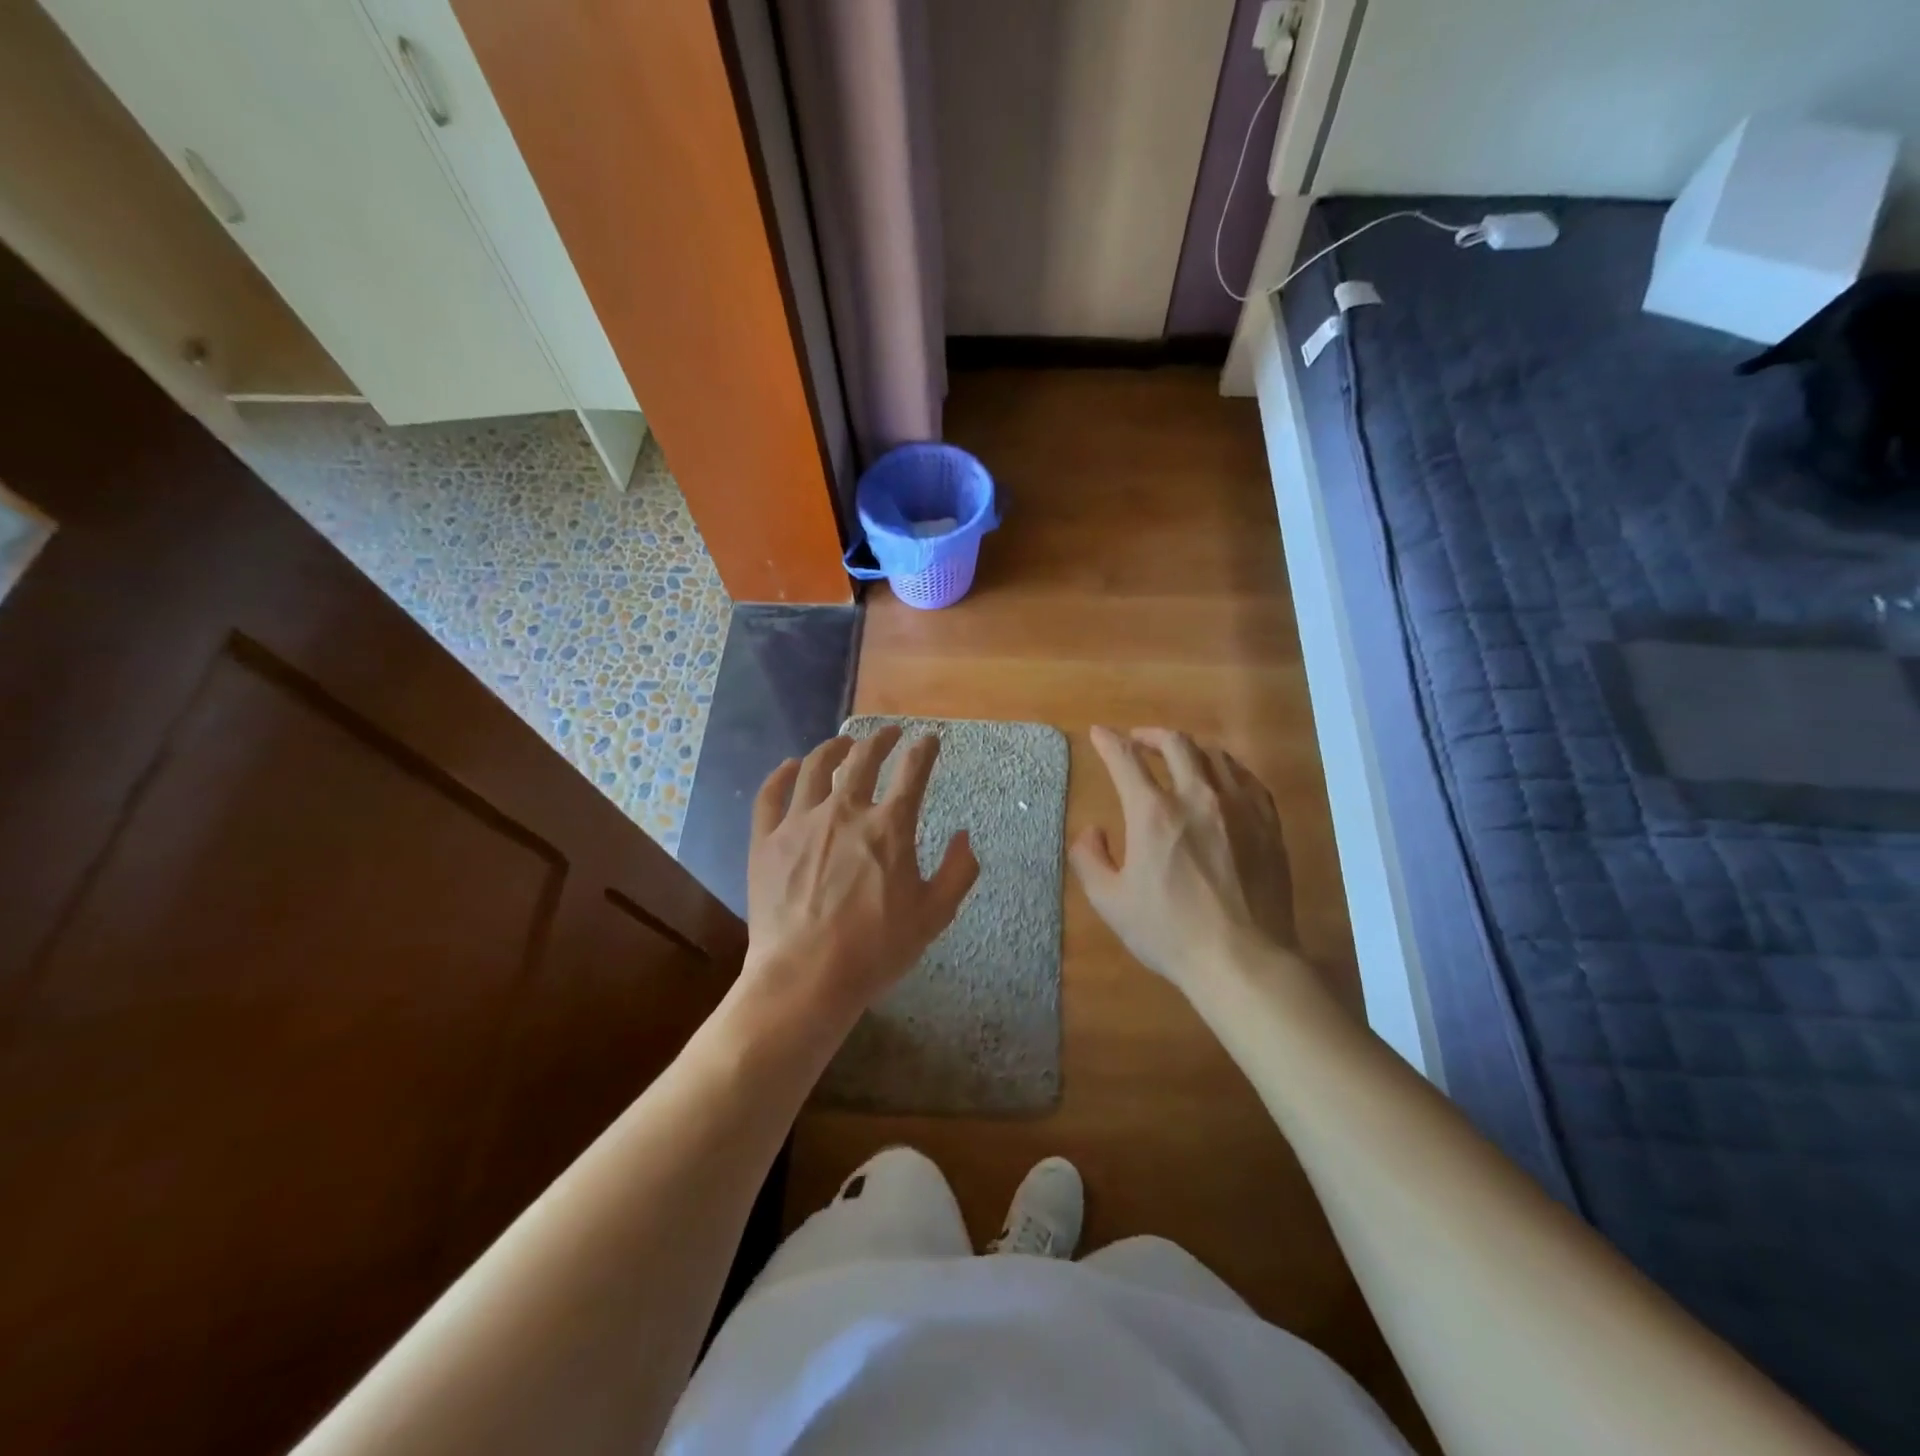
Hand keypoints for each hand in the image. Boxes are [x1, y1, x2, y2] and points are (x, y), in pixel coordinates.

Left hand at [743, 727, 978, 1033]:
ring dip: (834, 747)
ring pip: (816, 767)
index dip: (924, 750)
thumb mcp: (934, 916)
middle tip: (890, 733)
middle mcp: (845, 812)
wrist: (805, 978)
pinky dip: (782, 774)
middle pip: (864, 759)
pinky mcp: (766, 841)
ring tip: (844, 742)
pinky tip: (791, 766)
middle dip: (881, 739)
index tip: (929, 740)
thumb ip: (957, 872)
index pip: (913, 772)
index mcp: (889, 828)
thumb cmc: (875, 950)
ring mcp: (800, 823)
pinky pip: (771, 795)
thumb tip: (964, 836)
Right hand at [1070, 726, 1296, 997]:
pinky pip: (1247, 778)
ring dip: (1189, 748)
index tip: (1099, 734)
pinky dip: (1226, 768)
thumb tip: (1092, 831)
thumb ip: (1089, 859)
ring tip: (1180, 756)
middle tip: (1139, 741)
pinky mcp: (1268, 823)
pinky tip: (1222, 779)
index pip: (1125, 759)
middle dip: (1151, 735)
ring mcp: (1238, 807)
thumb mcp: (1110, 902)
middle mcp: (1196, 797)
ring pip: (1214, 755)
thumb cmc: (1169, 933)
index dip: (1108, 742)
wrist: (1242, 959)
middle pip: (1175, 743)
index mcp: (1153, 813)